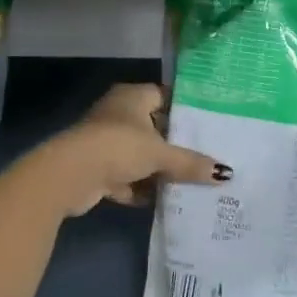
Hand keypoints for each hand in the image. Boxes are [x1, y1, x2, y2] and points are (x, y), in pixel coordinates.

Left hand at [30, 83, 228, 217]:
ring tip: (190, 182)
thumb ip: (190, 163)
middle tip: (205, 156)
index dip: (185, 109)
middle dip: (174, 145)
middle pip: (154, 128)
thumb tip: (226, 173)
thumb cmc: (118, 147)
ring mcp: (105, 142)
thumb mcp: (160, 153)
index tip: (208, 124)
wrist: (70, 175)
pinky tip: (163, 200)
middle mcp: (118, 114)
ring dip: (158, 170)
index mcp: (132, 96)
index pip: (164, 96)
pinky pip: (127, 177)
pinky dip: (141, 188)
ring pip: (140, 155)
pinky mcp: (97, 169)